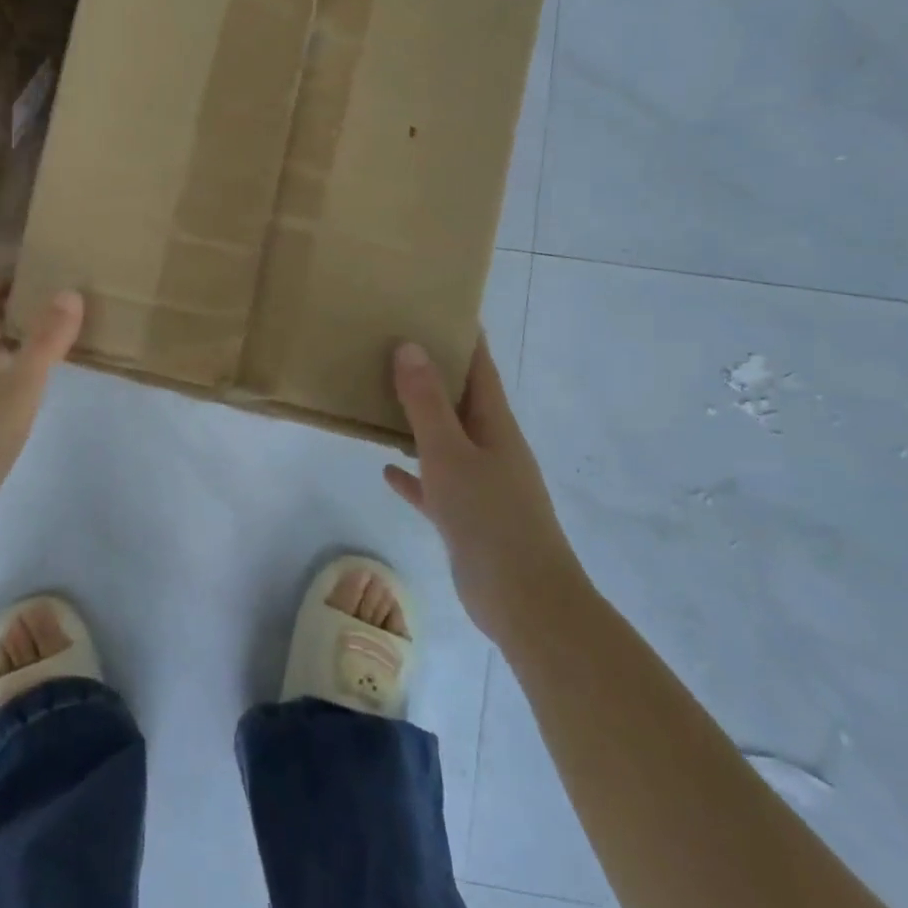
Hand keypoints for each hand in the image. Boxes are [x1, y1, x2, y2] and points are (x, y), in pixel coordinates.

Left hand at [0, 283, 83, 561]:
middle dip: (19, 303)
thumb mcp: (18, 388)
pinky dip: (13, 367)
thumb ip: (44, 341)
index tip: (51, 269)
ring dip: (17, 336)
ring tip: (58, 334)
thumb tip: (70, 291)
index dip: (13, 276)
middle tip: (63, 299)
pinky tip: (35, 384)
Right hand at [384, 339, 587, 641]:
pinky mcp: (467, 516)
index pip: (480, 368)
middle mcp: (491, 447)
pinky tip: (388, 469)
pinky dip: (414, 472)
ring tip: (383, 398)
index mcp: (495, 425)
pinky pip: (435, 483)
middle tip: (394, 345)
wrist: (524, 601)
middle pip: (461, 400)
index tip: (438, 306)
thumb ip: (426, 403)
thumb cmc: (489, 518)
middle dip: (433, 373)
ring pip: (445, 440)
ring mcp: (481, 483)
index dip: (464, 337)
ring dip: (419, 420)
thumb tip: (410, 345)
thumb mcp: (449, 453)